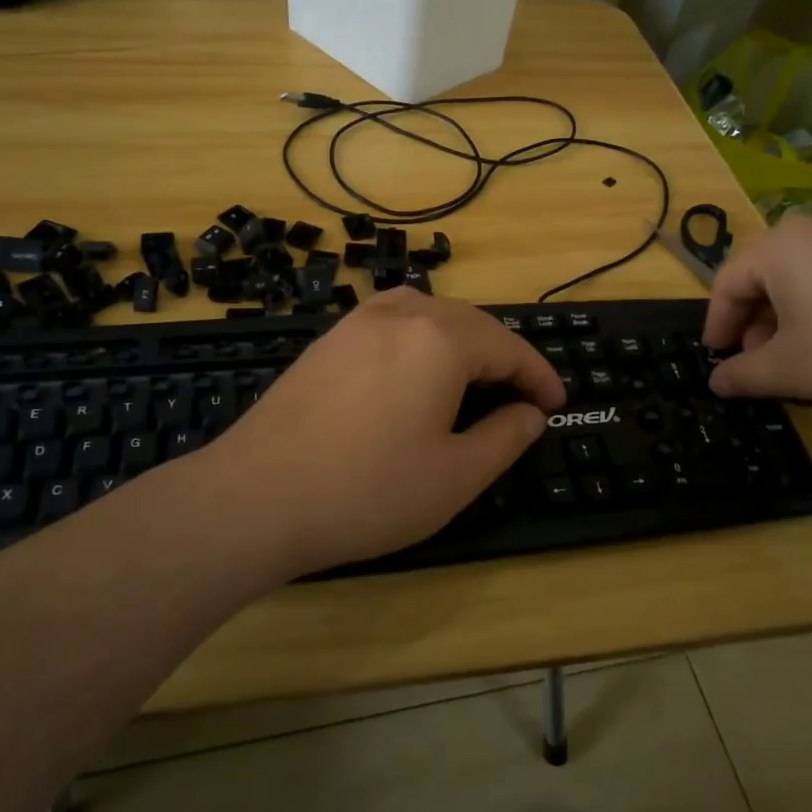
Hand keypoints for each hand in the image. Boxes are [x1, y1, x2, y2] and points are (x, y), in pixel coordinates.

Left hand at [204, 289, 565, 576]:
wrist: (255, 497)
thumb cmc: (367, 491)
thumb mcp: (455, 476)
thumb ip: (505, 437)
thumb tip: (529, 413)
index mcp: (440, 339)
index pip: (509, 347)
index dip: (539, 377)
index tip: (556, 405)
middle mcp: (400, 314)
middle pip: (470, 322)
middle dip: (503, 356)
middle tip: (519, 398)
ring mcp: (356, 322)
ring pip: (428, 313)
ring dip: (461, 340)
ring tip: (472, 380)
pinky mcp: (326, 340)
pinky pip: (391, 322)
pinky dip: (420, 339)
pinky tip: (414, 373)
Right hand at [702, 207, 811, 420]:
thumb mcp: (789, 371)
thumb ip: (743, 374)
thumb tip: (717, 382)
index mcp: (783, 245)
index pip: (730, 281)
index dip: (717, 322)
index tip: (716, 356)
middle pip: (769, 272)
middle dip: (757, 318)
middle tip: (758, 359)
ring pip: (809, 271)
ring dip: (792, 312)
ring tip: (800, 353)